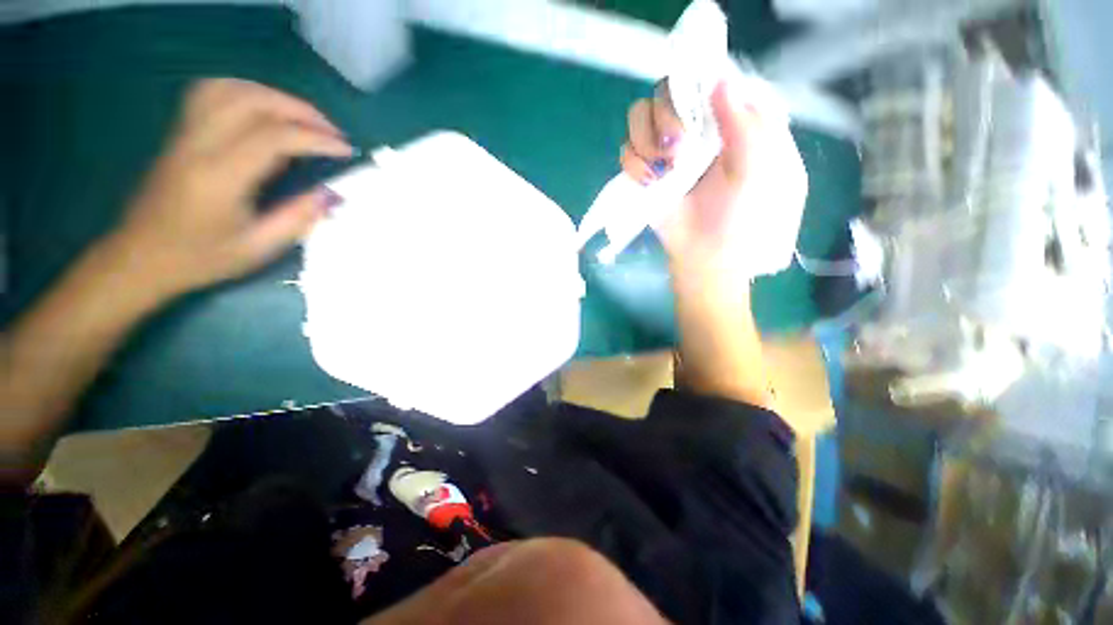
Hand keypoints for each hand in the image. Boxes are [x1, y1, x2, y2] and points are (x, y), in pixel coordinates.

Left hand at [114, 78, 351, 297]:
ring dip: (274, 96)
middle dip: (301, 110)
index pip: (274, 137)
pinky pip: (211, 93)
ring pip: (231, 88)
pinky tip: (263, 109)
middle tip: (331, 131)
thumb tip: (331, 194)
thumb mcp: (257, 248)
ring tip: (303, 117)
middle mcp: (200, 145)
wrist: (139, 257)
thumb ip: (297, 218)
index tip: (346, 150)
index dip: (316, 138)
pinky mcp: (180, 134)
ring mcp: (186, 134)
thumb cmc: (199, 258)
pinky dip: (245, 92)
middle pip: (253, 101)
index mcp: (220, 177)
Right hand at [620, 80, 805, 275]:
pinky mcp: (645, 174)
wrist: (706, 255)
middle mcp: (693, 130)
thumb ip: (746, 124)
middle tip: (679, 146)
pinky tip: (649, 181)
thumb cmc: (740, 216)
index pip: (704, 81)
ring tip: (664, 169)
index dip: (694, 83)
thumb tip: (720, 80)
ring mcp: (665, 152)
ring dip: (646, 140)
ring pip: (639, 117)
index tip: (694, 106)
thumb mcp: (758, 169)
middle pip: (665, 93)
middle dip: (667, 117)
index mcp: (726, 123)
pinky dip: (633, 164)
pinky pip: (627, 152)